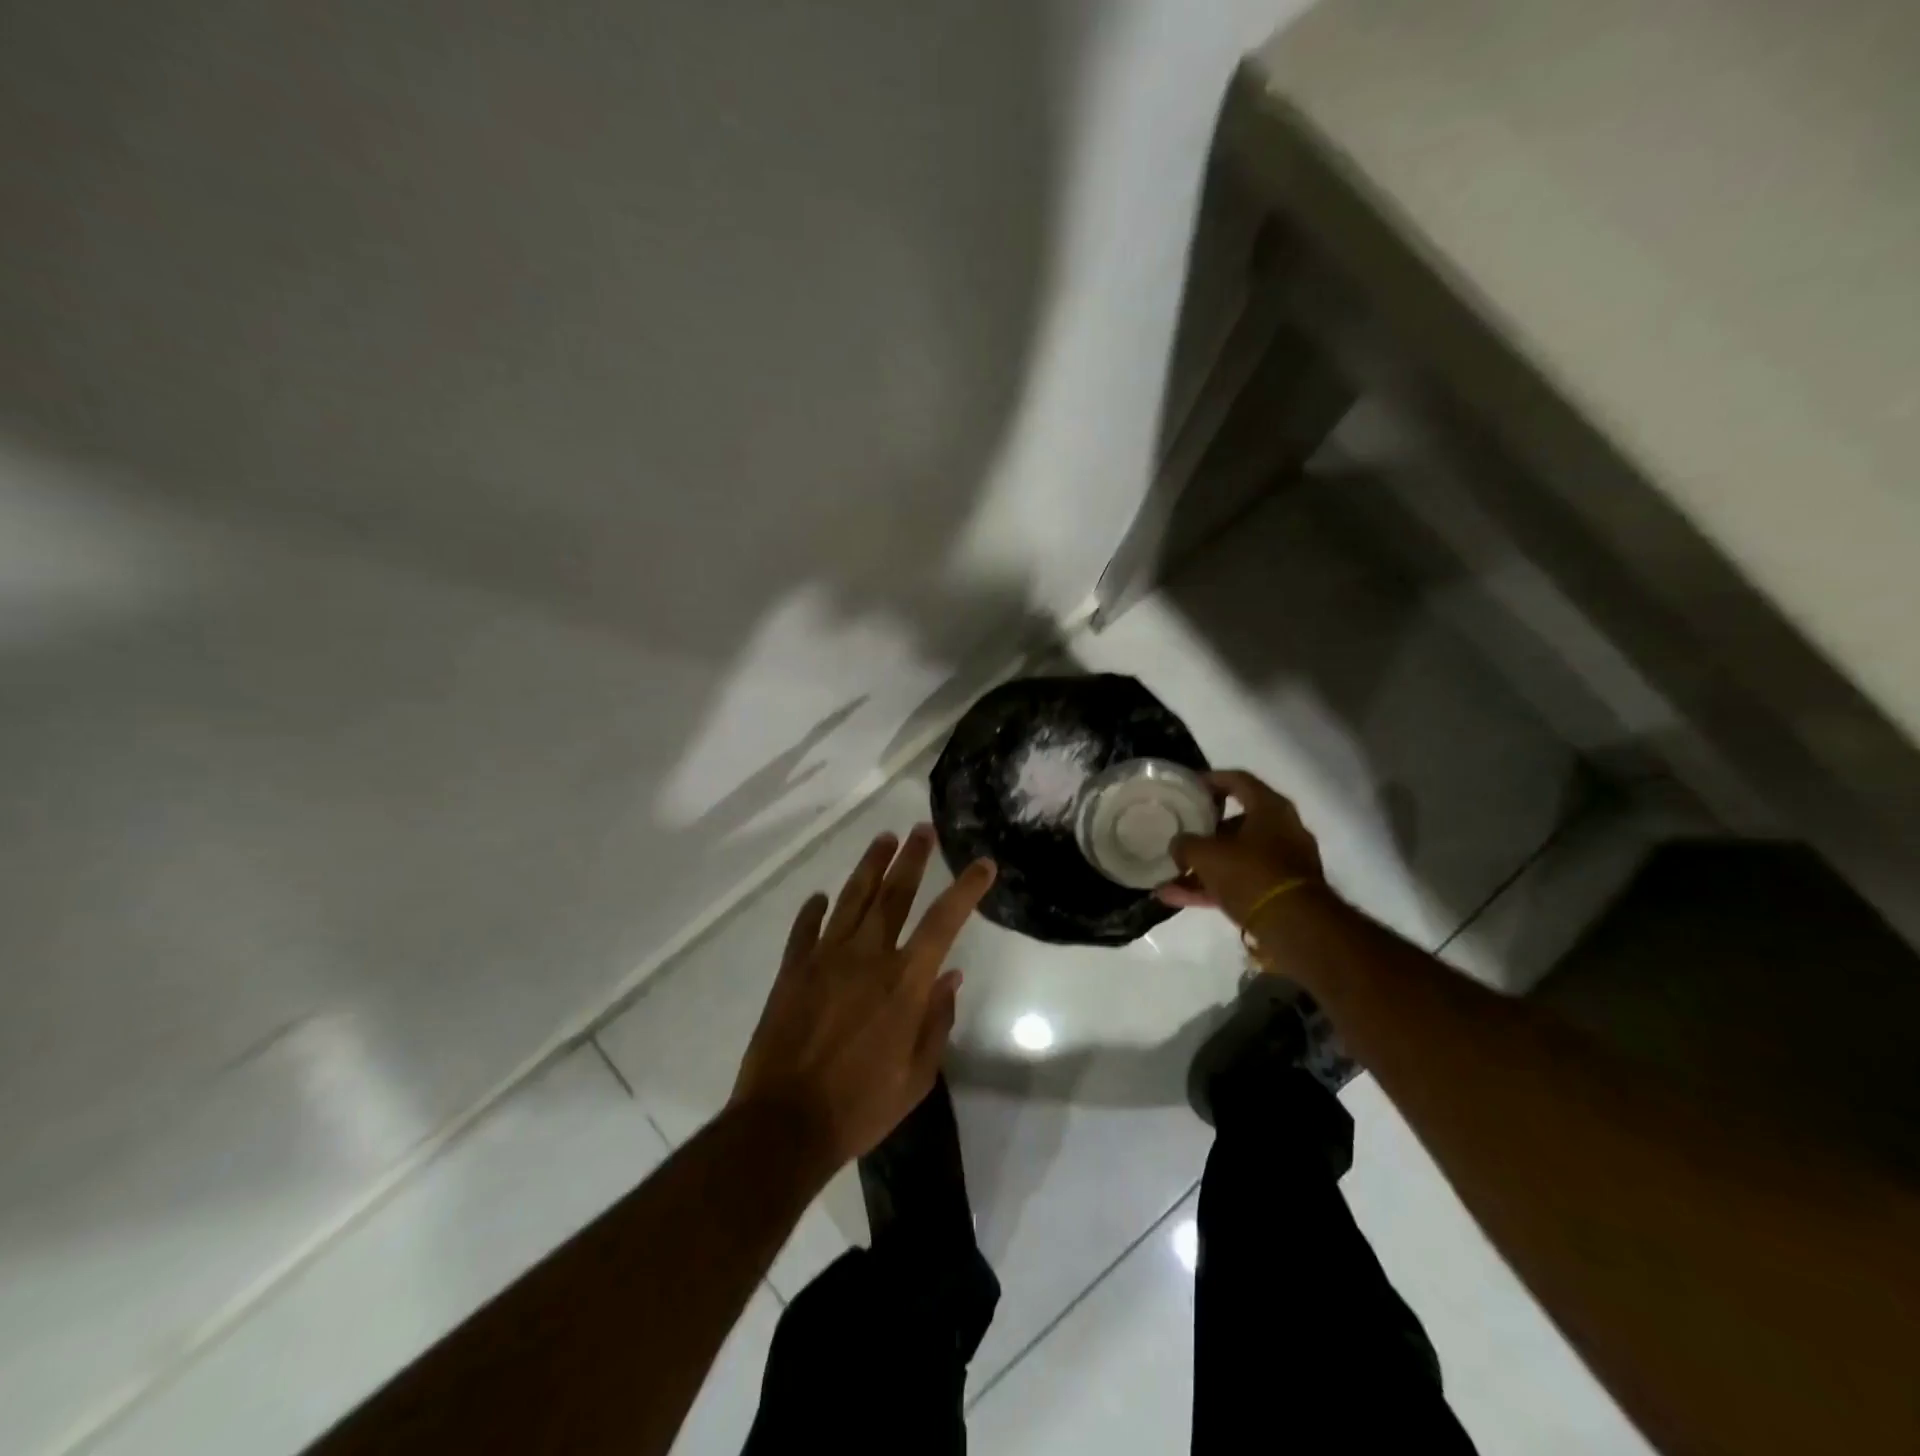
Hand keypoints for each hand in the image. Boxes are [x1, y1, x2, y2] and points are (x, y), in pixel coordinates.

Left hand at [732, 824, 995, 1169]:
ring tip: (883, 840)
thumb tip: (951, 979)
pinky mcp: (792, 970)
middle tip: (921, 830)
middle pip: (893, 894)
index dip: (966, 890)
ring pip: (851, 899)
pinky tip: (821, 897)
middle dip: (911, 858)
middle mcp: (867, 957)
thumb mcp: (916, 1076)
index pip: (943, 922)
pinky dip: (814, 910)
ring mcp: (825, 958)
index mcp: (904, 983)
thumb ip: (936, 1022)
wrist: (784, 1124)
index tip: (982, 864)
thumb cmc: (860, 1107)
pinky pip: (805, 929)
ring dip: (869, 867)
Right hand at [1155, 770, 1326, 930]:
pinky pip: (1240, 883)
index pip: (1238, 780)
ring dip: (1203, 867)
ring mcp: (1284, 864)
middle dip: (1204, 831)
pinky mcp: (1281, 894)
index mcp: (1270, 808)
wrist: (1296, 927)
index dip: (1210, 780)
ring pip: (1236, 857)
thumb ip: (1185, 844)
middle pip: (1237, 822)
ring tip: (1169, 877)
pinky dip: (1212, 888)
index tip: (1188, 787)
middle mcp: (1283, 830)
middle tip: (1180, 834)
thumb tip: (1178, 846)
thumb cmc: (1251, 873)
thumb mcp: (1205, 854)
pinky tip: (1177, 898)